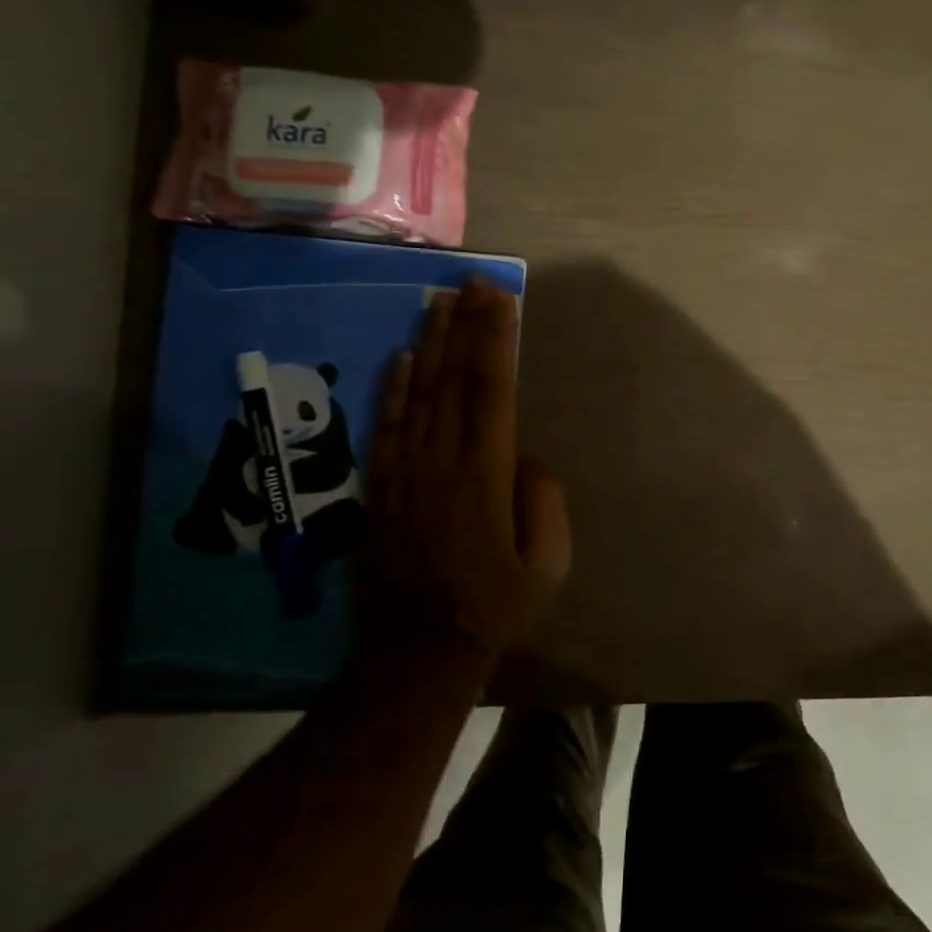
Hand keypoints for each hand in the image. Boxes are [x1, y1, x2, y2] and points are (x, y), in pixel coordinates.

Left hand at [362, 278, 570, 657]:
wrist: (419, 650)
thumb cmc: (496, 604)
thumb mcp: (548, 562)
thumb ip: (544, 498)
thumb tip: (525, 455)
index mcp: (486, 473)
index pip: (493, 388)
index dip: (496, 339)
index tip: (500, 298)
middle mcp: (443, 459)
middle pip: (455, 378)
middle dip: (466, 324)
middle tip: (472, 281)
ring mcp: (407, 470)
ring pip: (420, 392)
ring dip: (432, 342)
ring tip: (440, 300)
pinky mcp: (383, 486)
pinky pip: (388, 426)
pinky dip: (394, 387)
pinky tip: (403, 356)